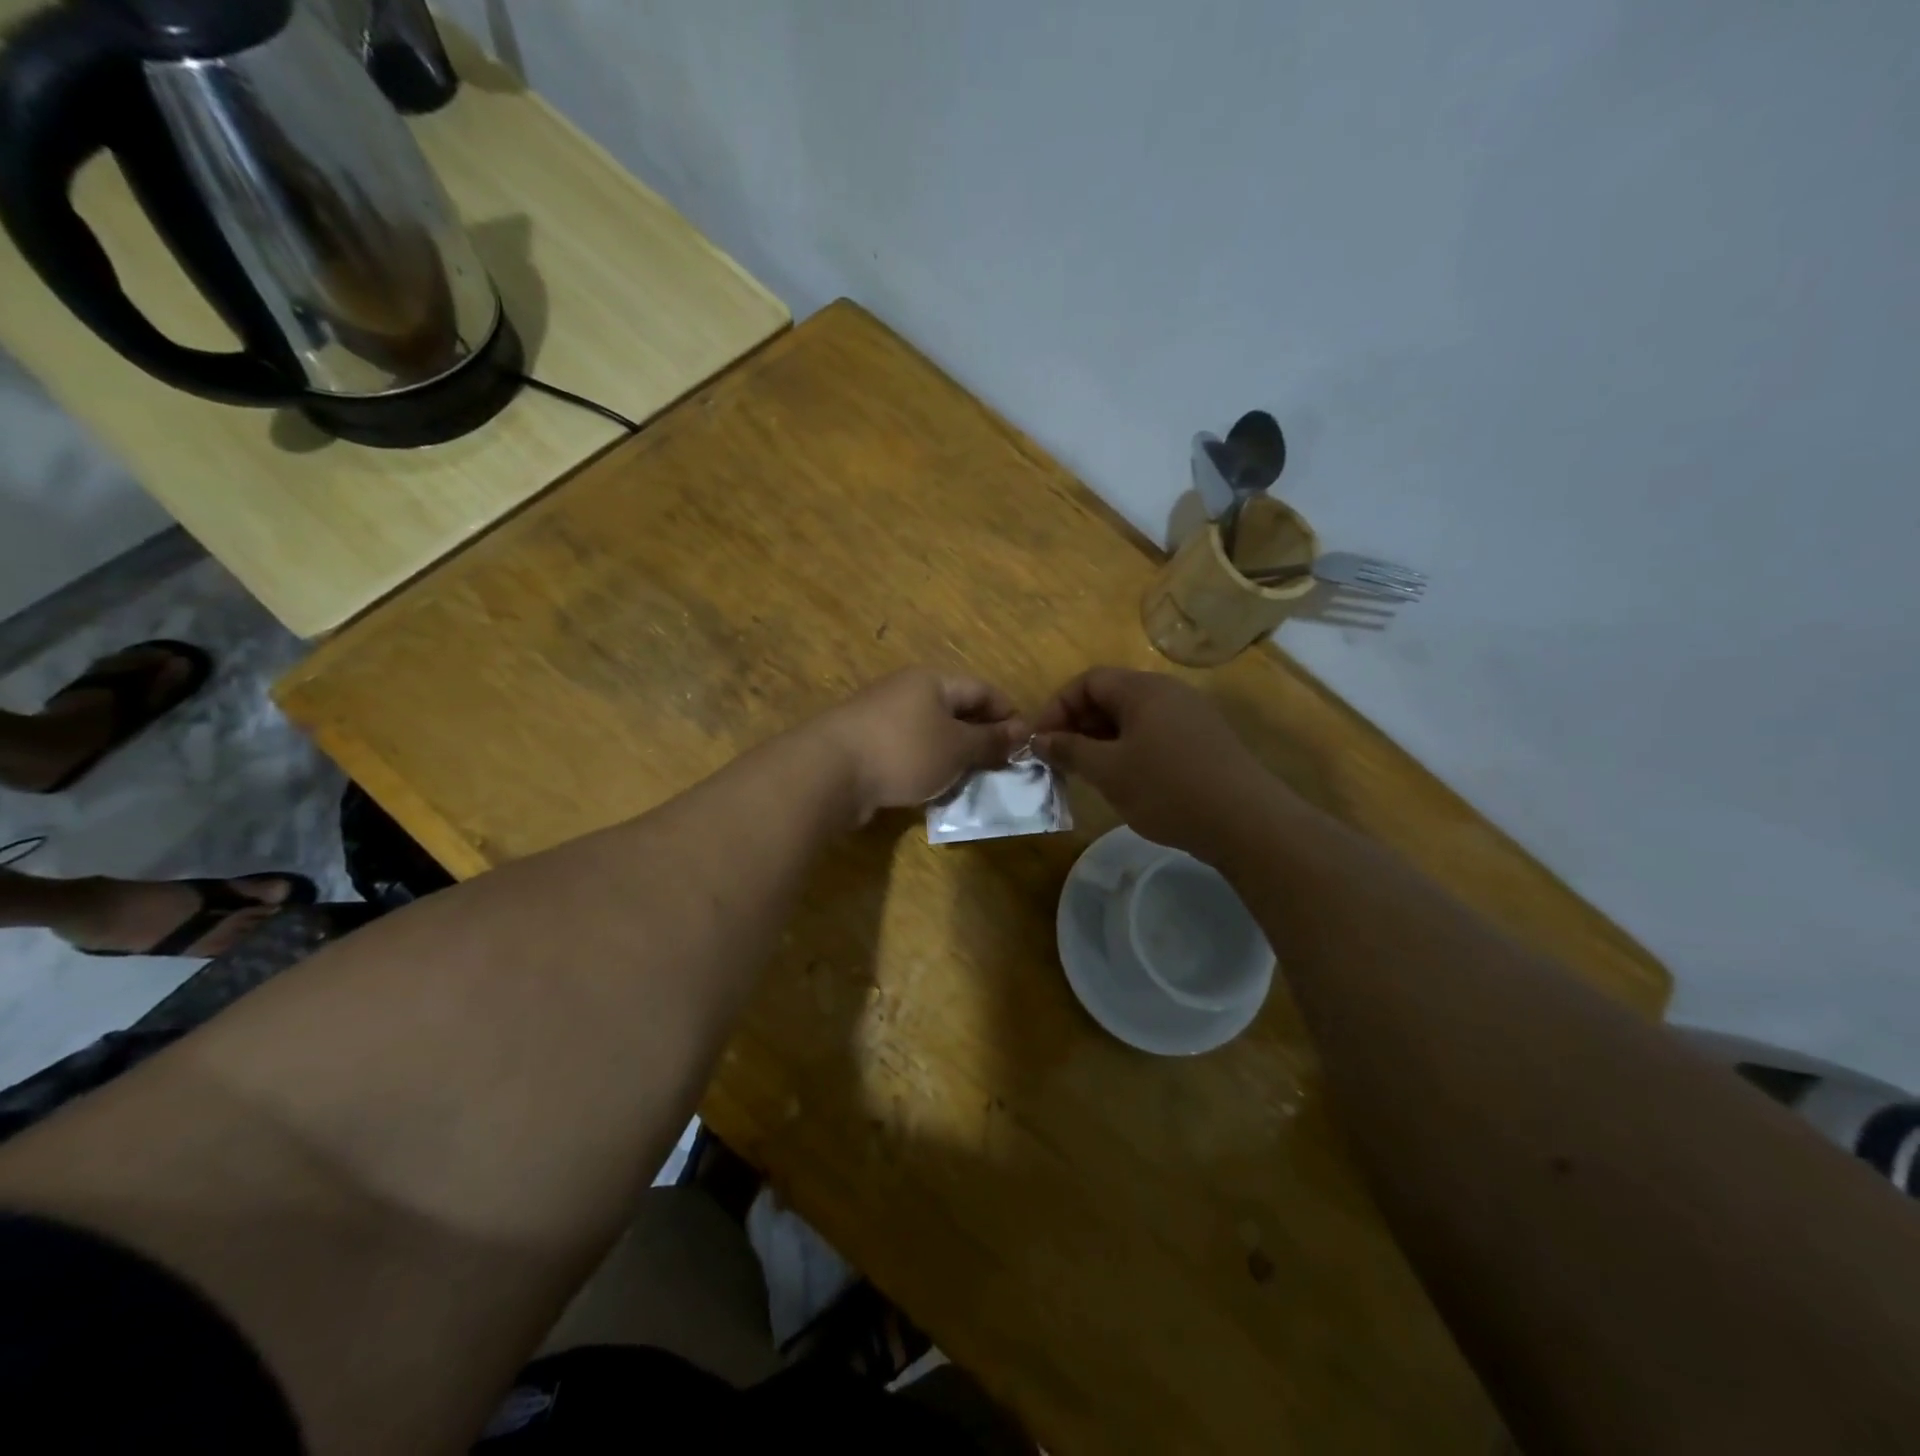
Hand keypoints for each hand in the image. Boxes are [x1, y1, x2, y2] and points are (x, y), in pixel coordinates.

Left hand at [818, 667, 1026, 823]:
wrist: (829, 772)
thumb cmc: (904, 751)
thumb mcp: (957, 747)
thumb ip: (990, 740)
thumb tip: (1022, 732)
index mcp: (932, 681)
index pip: (983, 690)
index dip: (1008, 714)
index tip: (1027, 745)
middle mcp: (907, 692)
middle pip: (956, 711)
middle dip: (981, 740)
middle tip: (1003, 769)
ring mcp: (883, 718)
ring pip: (931, 735)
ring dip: (954, 758)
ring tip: (972, 784)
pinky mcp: (866, 746)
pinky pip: (908, 753)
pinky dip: (926, 769)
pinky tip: (934, 791)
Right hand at [1033, 667, 1289, 860]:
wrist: (1245, 822)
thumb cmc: (1167, 789)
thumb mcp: (1108, 771)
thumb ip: (1069, 751)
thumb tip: (1039, 740)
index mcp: (1143, 689)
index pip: (1088, 681)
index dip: (1058, 707)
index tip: (1041, 742)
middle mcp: (1168, 692)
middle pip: (1111, 696)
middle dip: (1079, 725)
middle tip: (1061, 760)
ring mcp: (1191, 716)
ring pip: (1133, 718)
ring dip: (1103, 740)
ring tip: (1088, 773)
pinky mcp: (1204, 741)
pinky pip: (1155, 734)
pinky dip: (1130, 750)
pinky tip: (1126, 781)